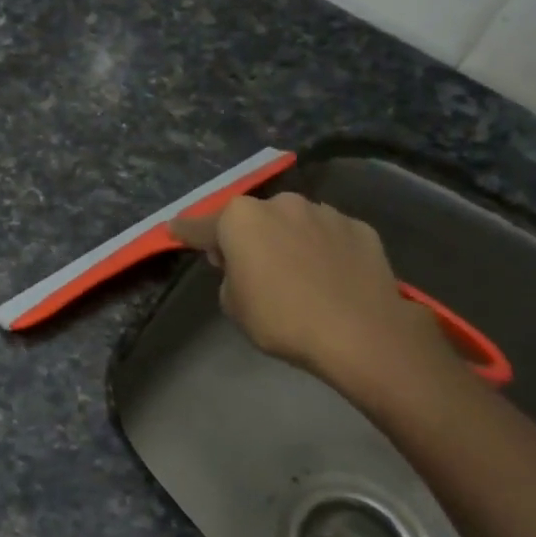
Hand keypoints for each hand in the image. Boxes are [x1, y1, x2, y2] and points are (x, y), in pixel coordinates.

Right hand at [170, 193, 467, 417]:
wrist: (361, 332)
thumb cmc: (282, 319)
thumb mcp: (234, 306)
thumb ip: (231, 276)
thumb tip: (246, 266)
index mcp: (240, 220)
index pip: (201, 226)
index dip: (186, 232)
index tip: (174, 230)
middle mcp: (280, 204)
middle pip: (253, 219)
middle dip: (248, 237)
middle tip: (250, 268)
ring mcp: (323, 212)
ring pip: (294, 223)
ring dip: (288, 240)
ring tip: (298, 274)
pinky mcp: (359, 227)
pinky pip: (329, 236)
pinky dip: (323, 249)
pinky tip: (330, 276)